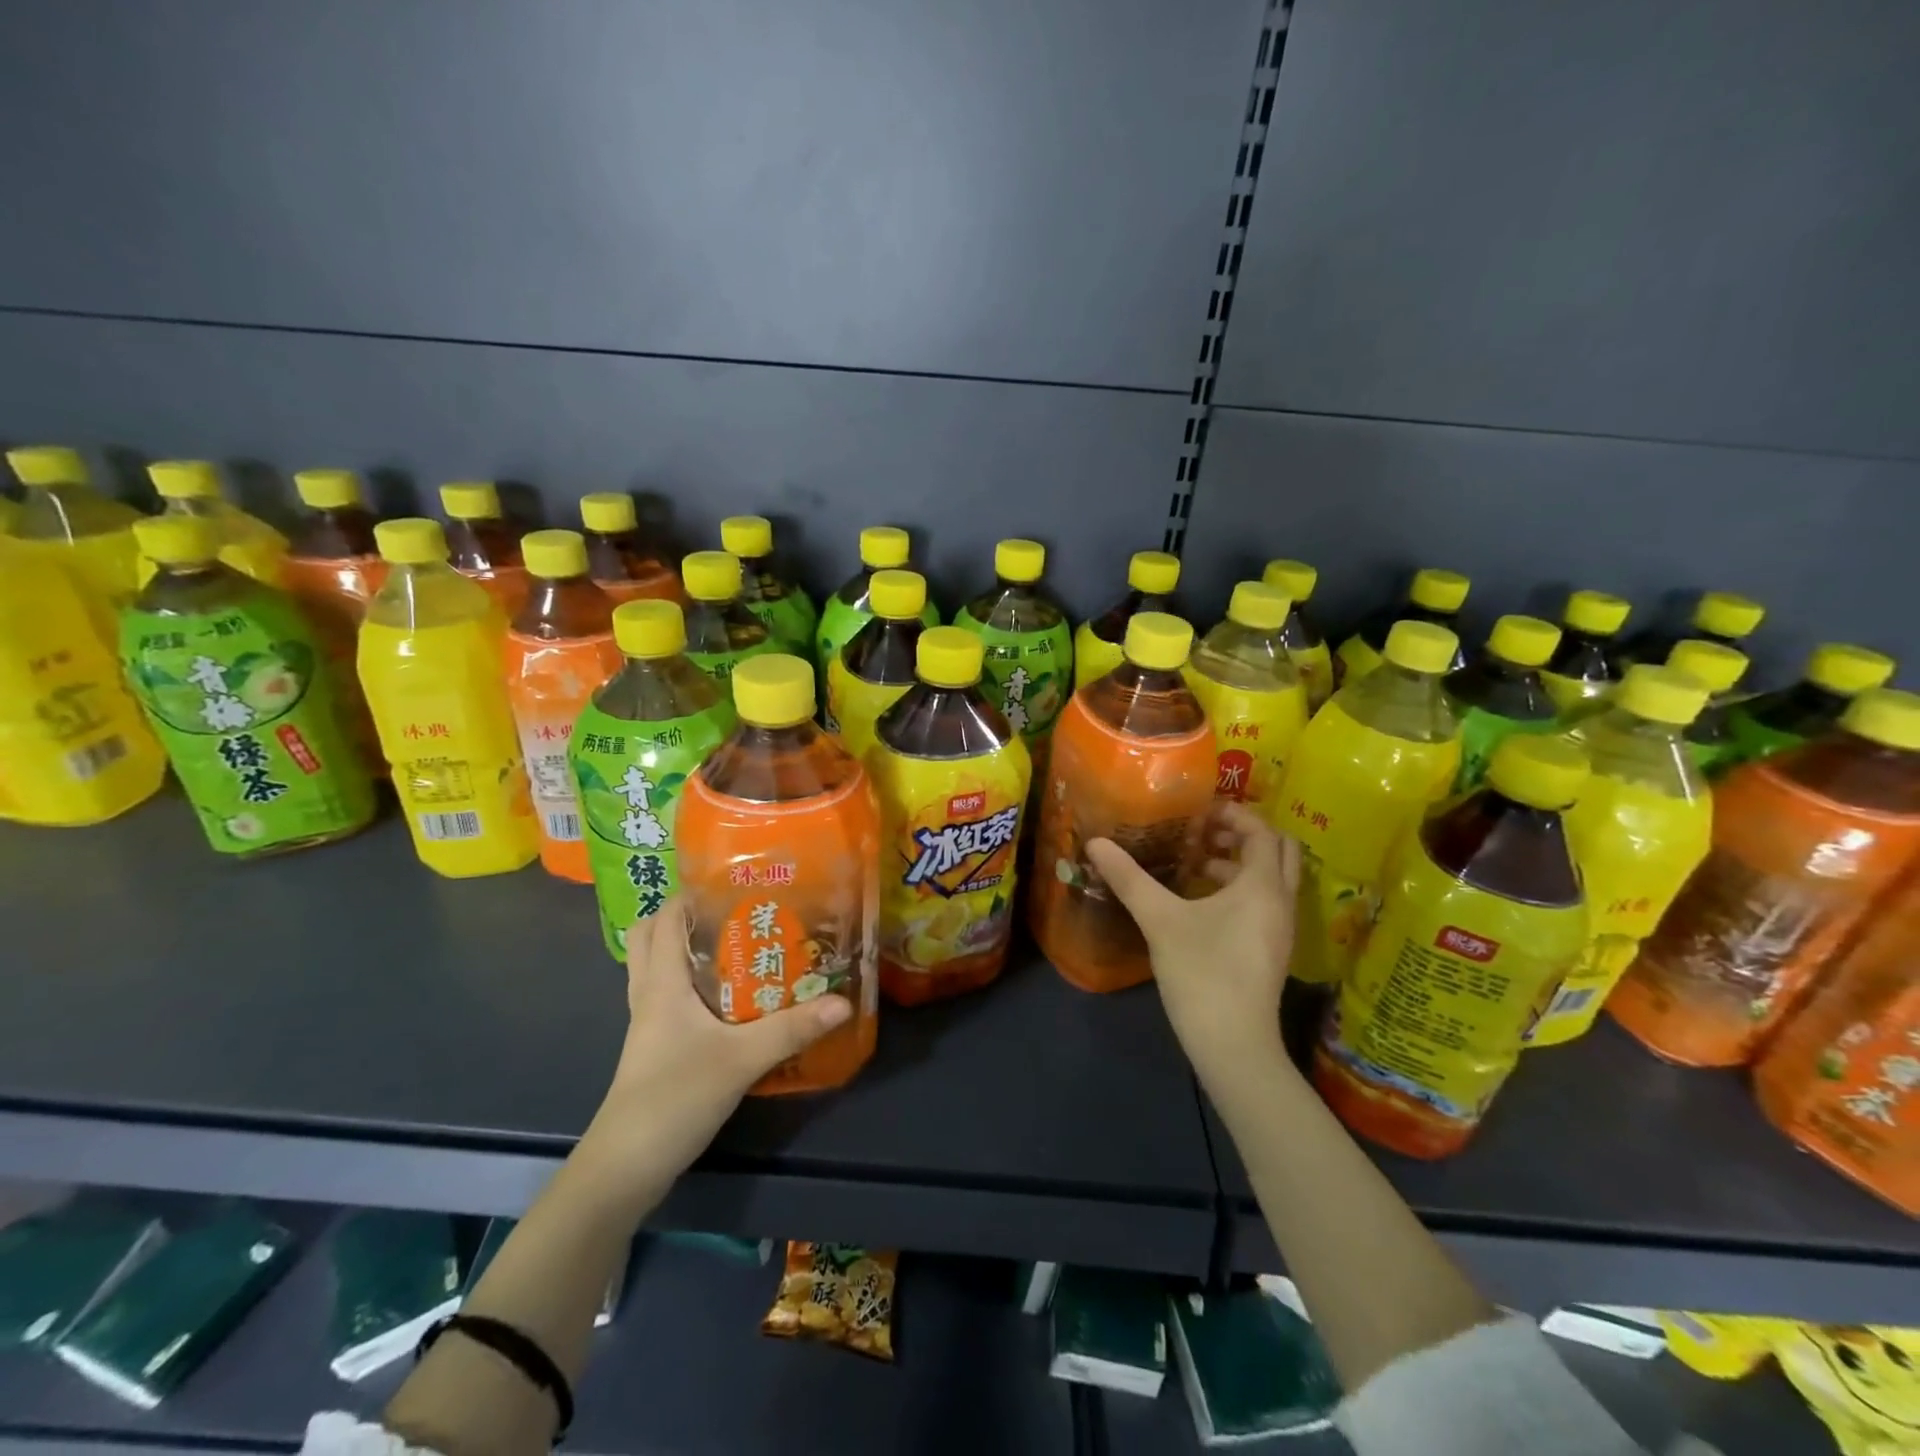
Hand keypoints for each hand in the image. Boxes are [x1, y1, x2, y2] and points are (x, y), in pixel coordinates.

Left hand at [577, 900, 851, 1202]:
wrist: (626, 1167)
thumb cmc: (674, 1097)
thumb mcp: (741, 1059)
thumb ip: (792, 1029)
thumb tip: (843, 1001)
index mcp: (661, 983)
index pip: (664, 919)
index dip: (689, 894)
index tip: (731, 882)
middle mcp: (649, 995)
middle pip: (649, 938)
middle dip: (682, 918)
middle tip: (730, 913)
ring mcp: (648, 1025)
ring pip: (657, 969)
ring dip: (686, 951)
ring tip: (735, 946)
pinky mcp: (655, 1049)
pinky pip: (668, 999)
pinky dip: (691, 985)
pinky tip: (729, 998)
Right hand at [1087, 803, 1299, 1087]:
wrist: (1233, 1045)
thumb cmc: (1201, 973)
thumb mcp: (1160, 920)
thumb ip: (1129, 878)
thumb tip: (1095, 843)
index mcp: (1262, 886)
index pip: (1262, 831)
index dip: (1234, 814)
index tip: (1199, 810)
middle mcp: (1280, 901)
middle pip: (1278, 851)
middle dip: (1243, 834)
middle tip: (1203, 831)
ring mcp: (1280, 928)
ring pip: (1271, 878)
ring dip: (1240, 862)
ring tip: (1195, 862)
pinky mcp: (1271, 950)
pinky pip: (1264, 901)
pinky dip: (1240, 888)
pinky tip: (1201, 902)